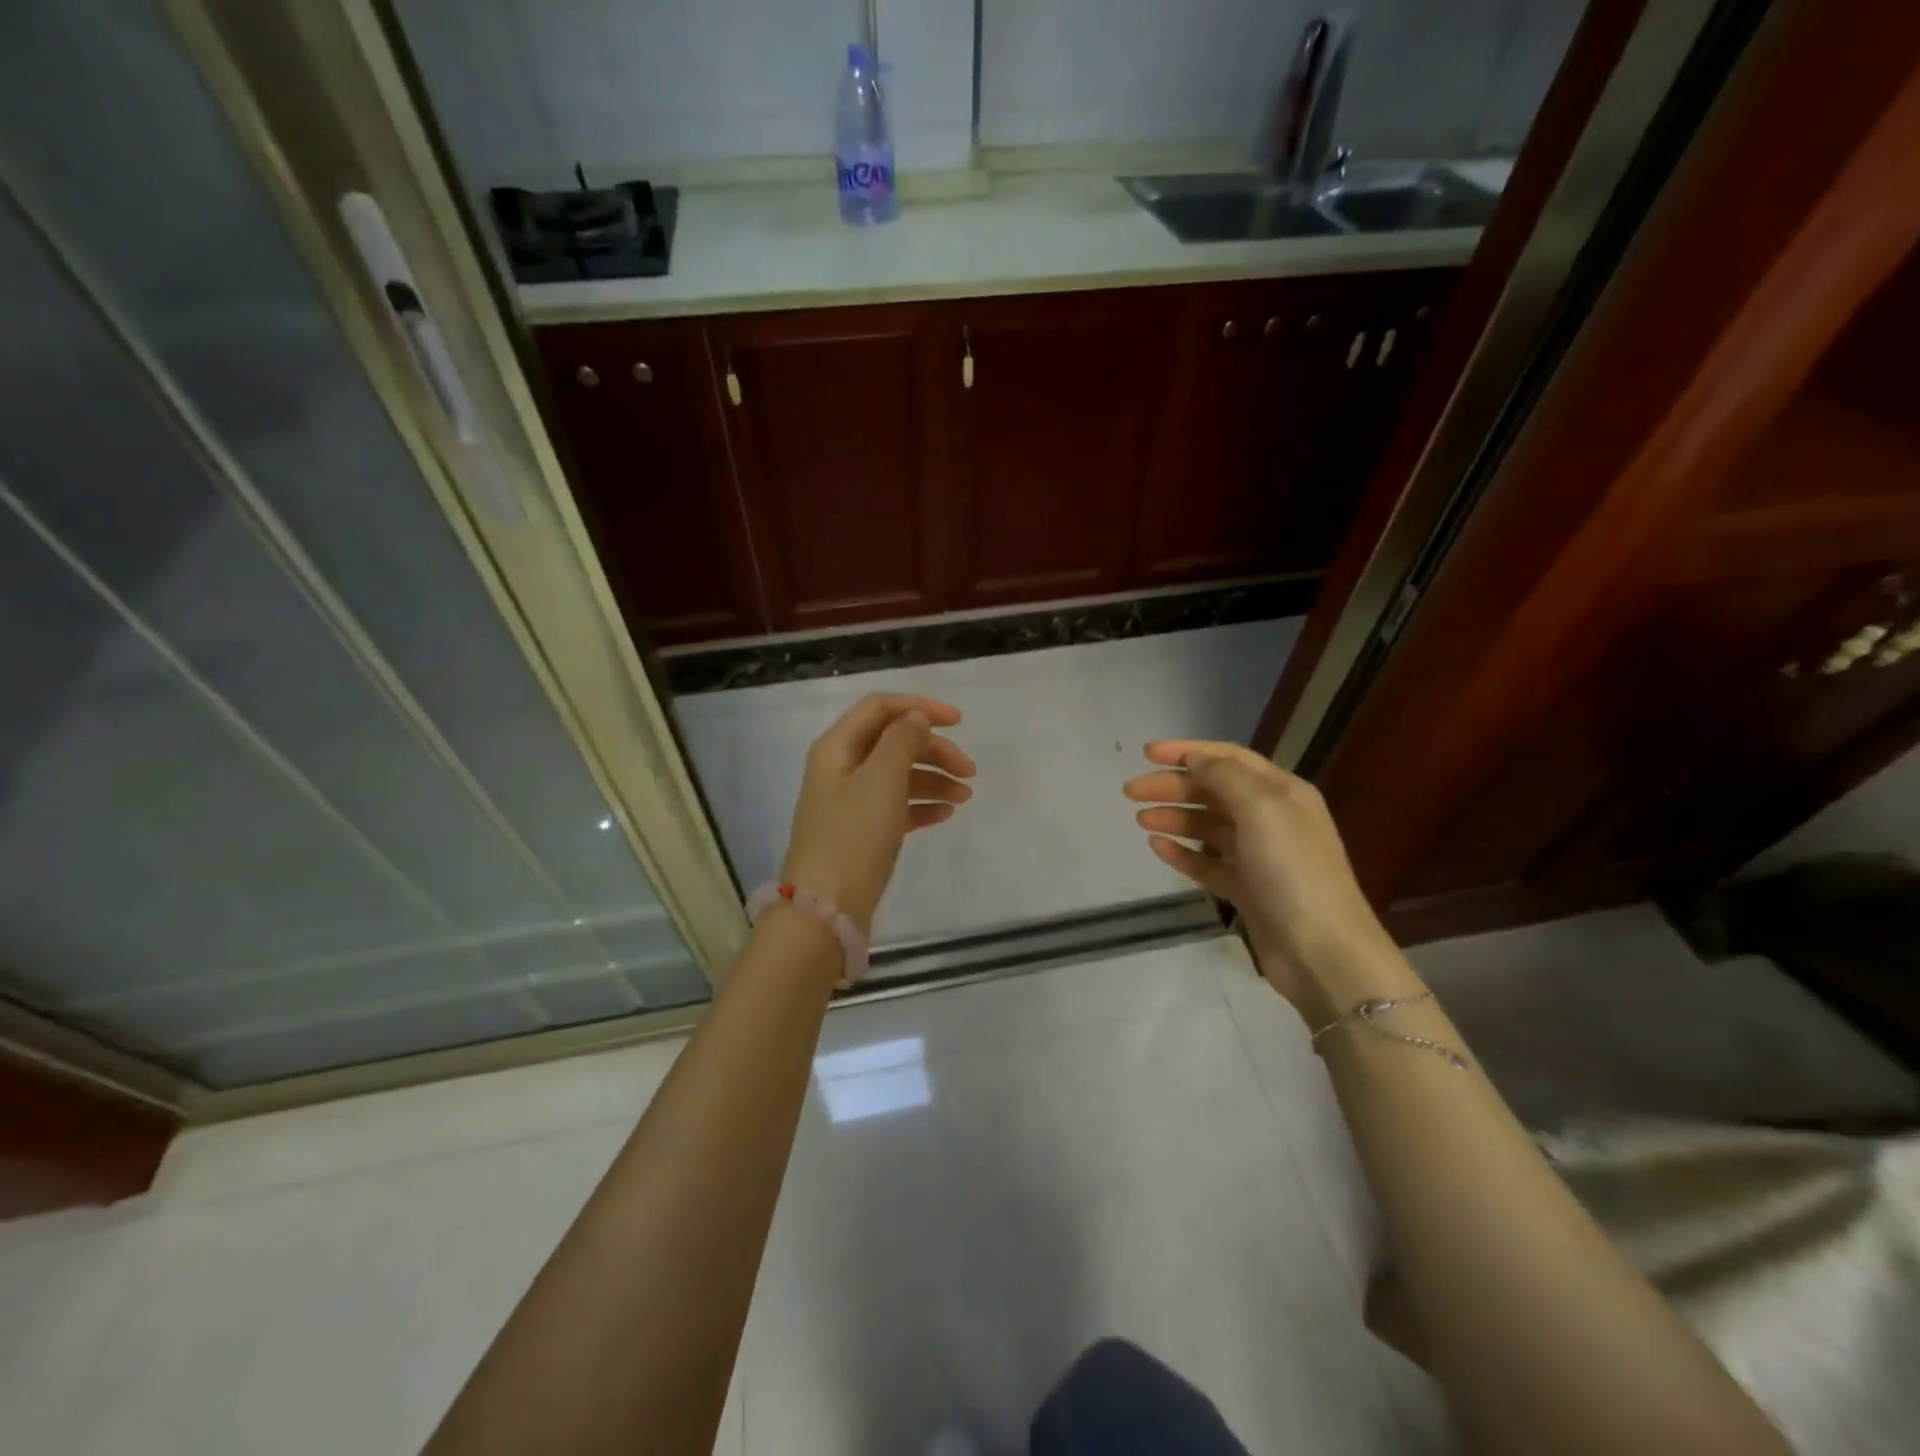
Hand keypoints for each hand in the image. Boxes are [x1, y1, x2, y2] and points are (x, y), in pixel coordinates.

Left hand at [779, 694, 975, 931]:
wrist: (827, 907)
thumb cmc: (854, 835)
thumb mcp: (881, 779)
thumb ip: (902, 740)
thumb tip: (916, 717)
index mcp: (837, 747)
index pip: (880, 708)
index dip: (920, 708)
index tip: (959, 722)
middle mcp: (841, 768)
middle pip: (893, 742)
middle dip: (933, 750)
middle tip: (970, 771)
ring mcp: (851, 802)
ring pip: (898, 776)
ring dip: (933, 779)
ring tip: (965, 797)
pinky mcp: (862, 832)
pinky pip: (897, 807)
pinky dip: (922, 805)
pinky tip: (946, 814)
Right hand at [1124, 740, 1405, 1024]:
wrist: (1322, 951)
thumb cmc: (1293, 870)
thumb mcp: (1262, 808)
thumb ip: (1225, 776)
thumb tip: (1195, 758)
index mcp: (1282, 792)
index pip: (1229, 758)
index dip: (1188, 751)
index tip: (1146, 753)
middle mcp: (1272, 818)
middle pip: (1214, 791)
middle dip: (1173, 786)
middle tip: (1131, 791)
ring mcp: (1259, 857)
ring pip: (1208, 826)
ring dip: (1175, 817)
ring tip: (1140, 819)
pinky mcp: (1247, 890)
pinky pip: (1208, 863)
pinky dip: (1183, 853)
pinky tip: (1157, 847)